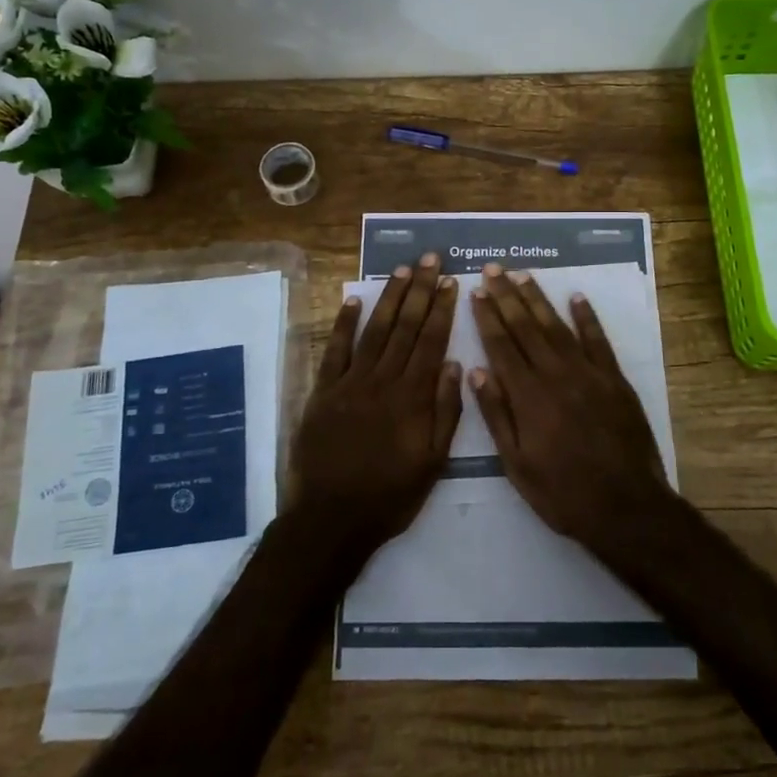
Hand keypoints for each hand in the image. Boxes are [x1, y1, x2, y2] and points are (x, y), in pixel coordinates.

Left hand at [288, 253, 461, 552]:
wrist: (332, 518)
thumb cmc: (390, 495)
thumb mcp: (433, 463)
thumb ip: (445, 412)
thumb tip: (454, 365)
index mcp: (413, 397)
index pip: (431, 342)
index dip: (441, 309)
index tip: (450, 281)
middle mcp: (383, 381)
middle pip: (405, 327)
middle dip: (419, 290)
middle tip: (429, 258)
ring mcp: (350, 383)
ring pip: (374, 330)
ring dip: (388, 297)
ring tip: (402, 270)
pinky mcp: (323, 391)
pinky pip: (334, 350)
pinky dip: (343, 323)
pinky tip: (353, 299)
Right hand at [469, 265, 672, 550]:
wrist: (626, 507)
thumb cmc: (562, 493)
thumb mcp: (516, 465)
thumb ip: (497, 415)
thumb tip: (477, 371)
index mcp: (528, 396)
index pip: (501, 346)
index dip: (487, 317)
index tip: (476, 292)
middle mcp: (555, 375)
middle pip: (526, 327)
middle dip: (506, 296)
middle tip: (493, 268)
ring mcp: (588, 374)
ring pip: (557, 326)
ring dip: (538, 299)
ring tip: (522, 275)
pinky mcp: (615, 380)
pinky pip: (598, 340)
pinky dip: (587, 317)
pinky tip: (576, 297)